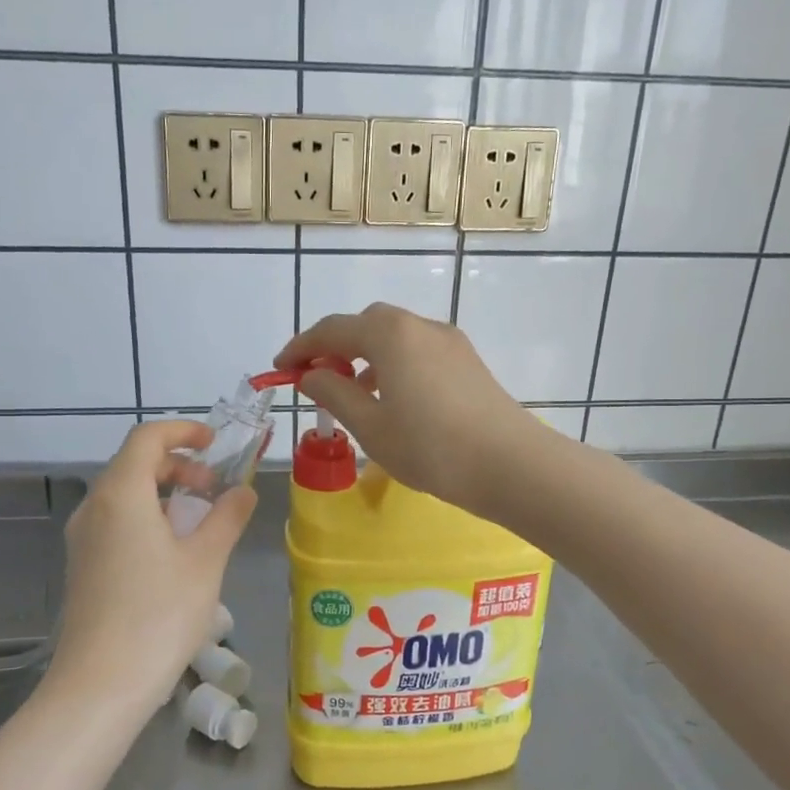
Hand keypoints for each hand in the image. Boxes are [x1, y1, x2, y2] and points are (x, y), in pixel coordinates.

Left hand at [47, 421, 255, 715]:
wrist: (100, 684)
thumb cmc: (159, 615)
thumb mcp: (205, 562)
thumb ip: (226, 517)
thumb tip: (242, 490)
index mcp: (121, 494)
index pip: (147, 438)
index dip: (183, 431)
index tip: (215, 442)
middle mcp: (94, 507)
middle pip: (134, 464)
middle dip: (178, 465)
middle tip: (214, 486)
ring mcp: (82, 539)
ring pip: (124, 494)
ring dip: (163, 493)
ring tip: (200, 520)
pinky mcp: (82, 566)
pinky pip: (116, 521)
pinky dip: (147, 517)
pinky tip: (173, 552)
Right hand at [275, 303, 550, 515]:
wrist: (510, 464)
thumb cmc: (430, 448)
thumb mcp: (370, 426)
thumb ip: (334, 394)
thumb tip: (312, 374)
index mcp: (389, 335)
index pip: (332, 330)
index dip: (301, 348)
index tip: (280, 370)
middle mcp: (419, 326)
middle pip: (366, 325)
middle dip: (335, 347)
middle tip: (316, 379)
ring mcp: (449, 341)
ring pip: (394, 337)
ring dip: (365, 356)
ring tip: (352, 394)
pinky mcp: (467, 361)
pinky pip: (417, 351)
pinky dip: (393, 365)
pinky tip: (392, 399)